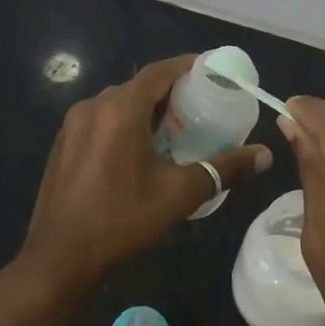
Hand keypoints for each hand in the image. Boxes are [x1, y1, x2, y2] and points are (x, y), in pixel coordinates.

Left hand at [16, 55, 271, 296]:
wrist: (59, 259)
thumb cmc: (121, 220)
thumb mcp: (178, 194)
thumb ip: (223, 169)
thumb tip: (265, 155)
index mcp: (120, 109)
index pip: (160, 71)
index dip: (188, 67)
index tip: (214, 73)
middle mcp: (93, 106)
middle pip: (139, 86)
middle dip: (171, 92)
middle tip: (202, 108)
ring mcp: (72, 125)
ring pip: (118, 104)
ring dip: (147, 110)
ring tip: (176, 130)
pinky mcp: (63, 144)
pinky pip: (100, 121)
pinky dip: (124, 125)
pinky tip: (140, 152)